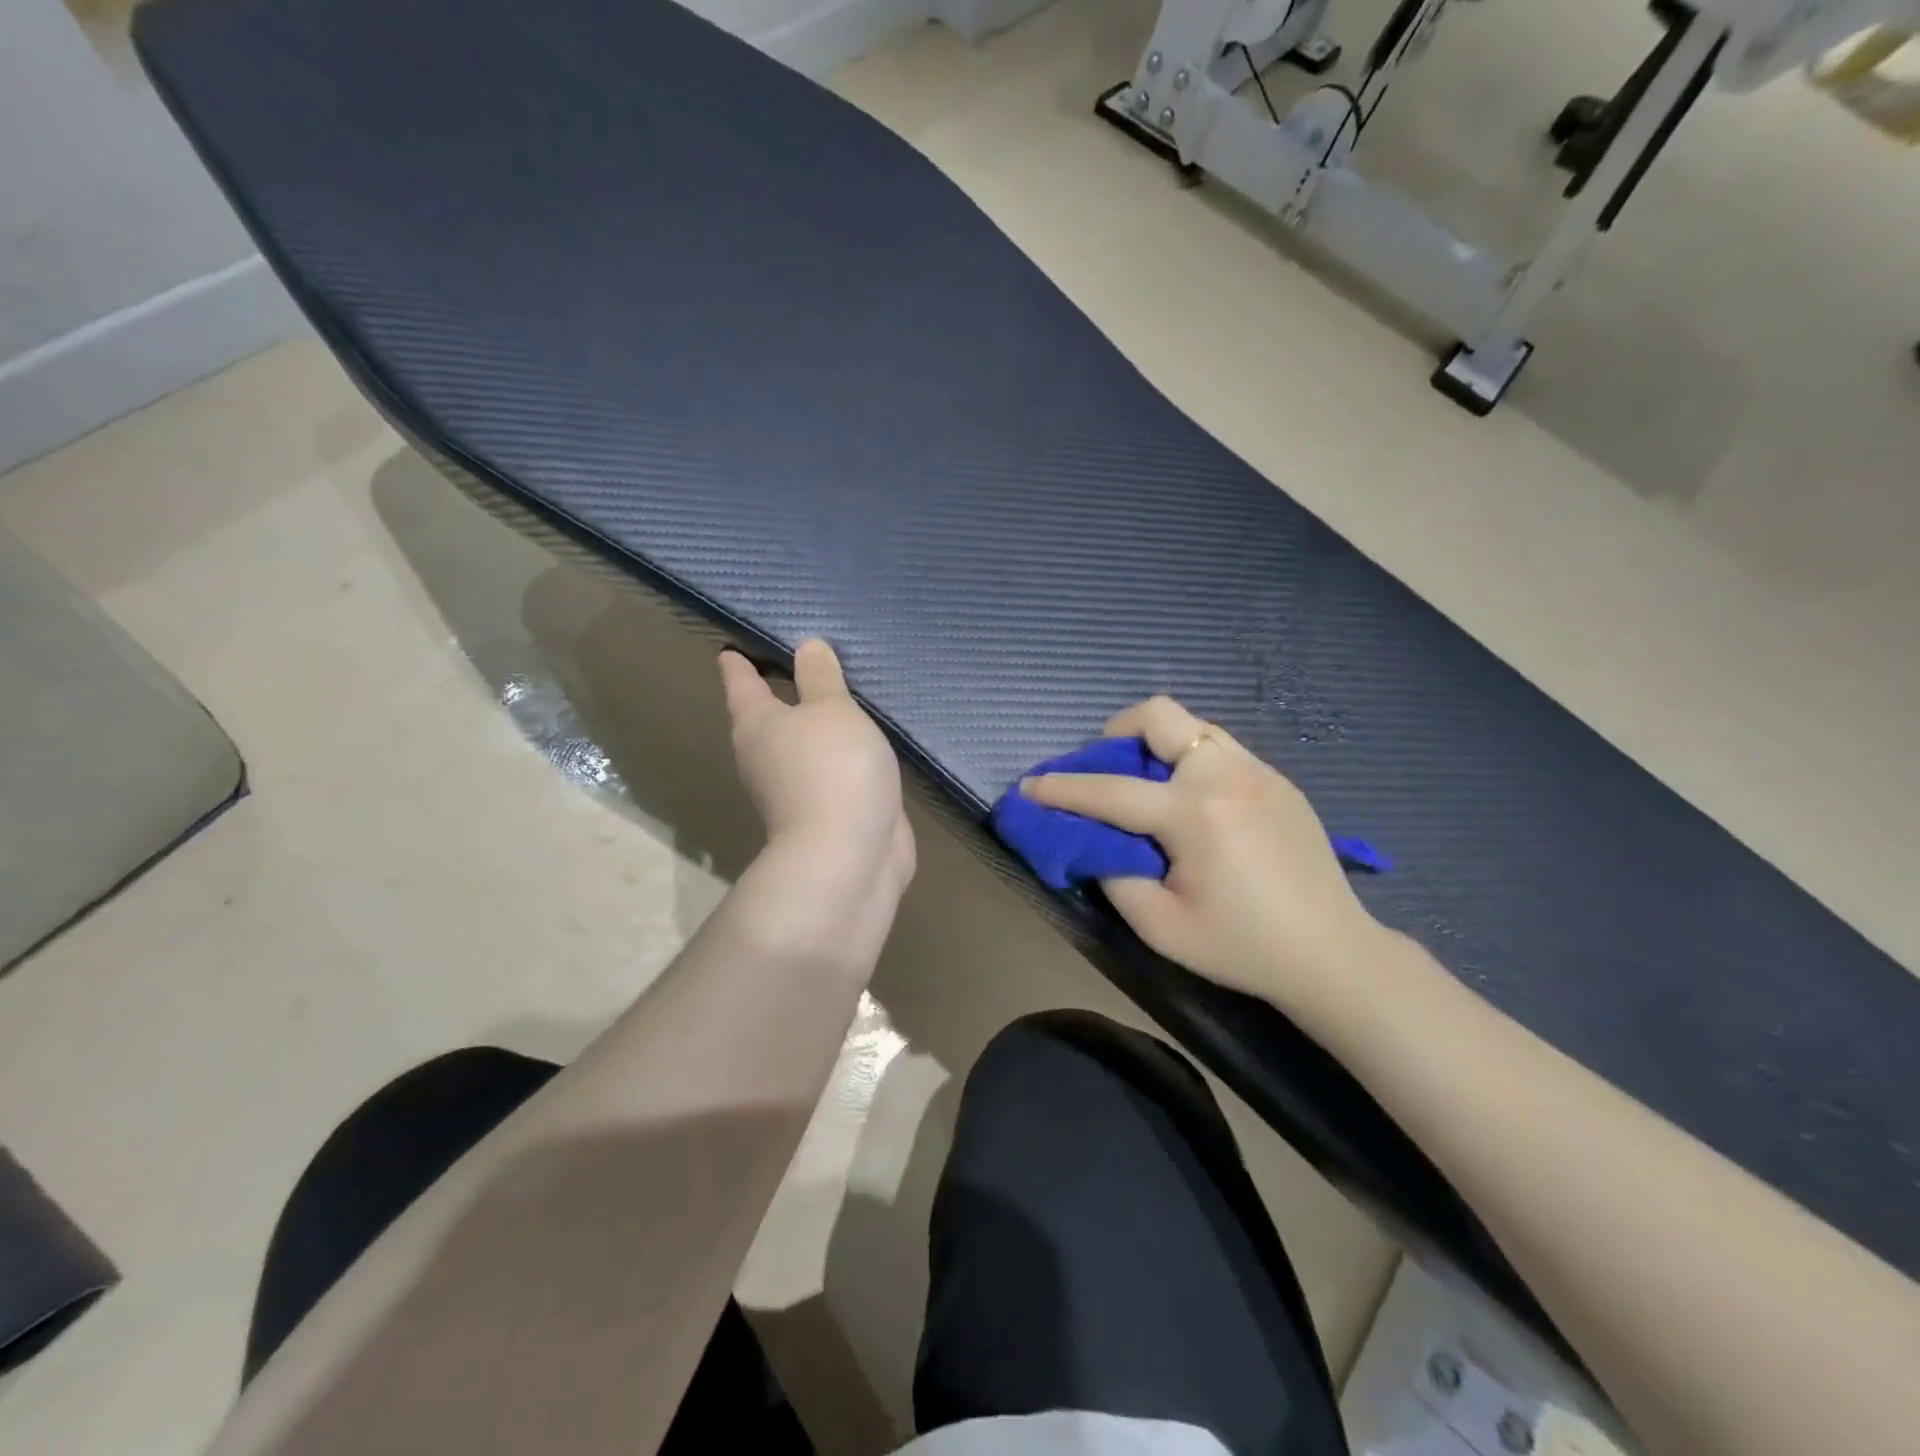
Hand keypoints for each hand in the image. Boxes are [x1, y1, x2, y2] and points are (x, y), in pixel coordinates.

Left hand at [719, 640, 914, 902]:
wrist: (848, 857)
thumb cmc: (832, 769)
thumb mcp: (831, 709)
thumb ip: (821, 677)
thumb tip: (806, 646)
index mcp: (756, 724)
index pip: (740, 679)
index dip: (738, 659)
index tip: (736, 641)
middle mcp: (766, 755)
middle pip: (767, 714)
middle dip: (781, 689)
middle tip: (804, 657)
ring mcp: (795, 788)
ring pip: (802, 744)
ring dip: (816, 724)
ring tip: (841, 694)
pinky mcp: (827, 810)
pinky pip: (832, 768)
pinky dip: (842, 752)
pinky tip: (864, 738)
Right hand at [1022, 696, 1395, 1027]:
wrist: (1333, 954)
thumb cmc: (1242, 947)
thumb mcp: (1160, 926)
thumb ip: (1114, 875)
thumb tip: (1095, 842)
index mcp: (1195, 813)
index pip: (1110, 791)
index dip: (1062, 789)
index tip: (1029, 786)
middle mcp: (1226, 774)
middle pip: (1159, 715)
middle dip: (1116, 732)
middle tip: (1104, 766)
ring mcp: (1259, 771)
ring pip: (1193, 726)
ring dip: (1158, 743)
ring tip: (1148, 784)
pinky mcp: (1280, 780)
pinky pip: (1222, 749)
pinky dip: (1192, 760)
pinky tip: (1195, 803)